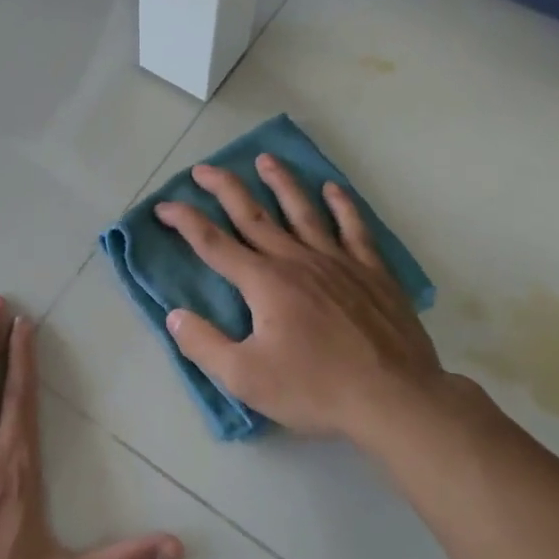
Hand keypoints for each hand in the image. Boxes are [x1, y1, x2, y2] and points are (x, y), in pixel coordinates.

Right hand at [155, 155, 471, 449]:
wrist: (394, 398)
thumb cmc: (315, 389)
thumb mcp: (245, 377)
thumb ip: (204, 344)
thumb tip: (174, 315)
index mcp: (264, 283)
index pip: (214, 244)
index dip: (186, 222)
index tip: (164, 206)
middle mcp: (297, 261)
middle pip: (254, 215)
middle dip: (224, 189)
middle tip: (203, 168)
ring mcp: (338, 262)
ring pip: (302, 211)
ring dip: (280, 183)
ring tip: (265, 159)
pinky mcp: (371, 272)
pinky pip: (354, 228)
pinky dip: (342, 205)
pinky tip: (333, 189)